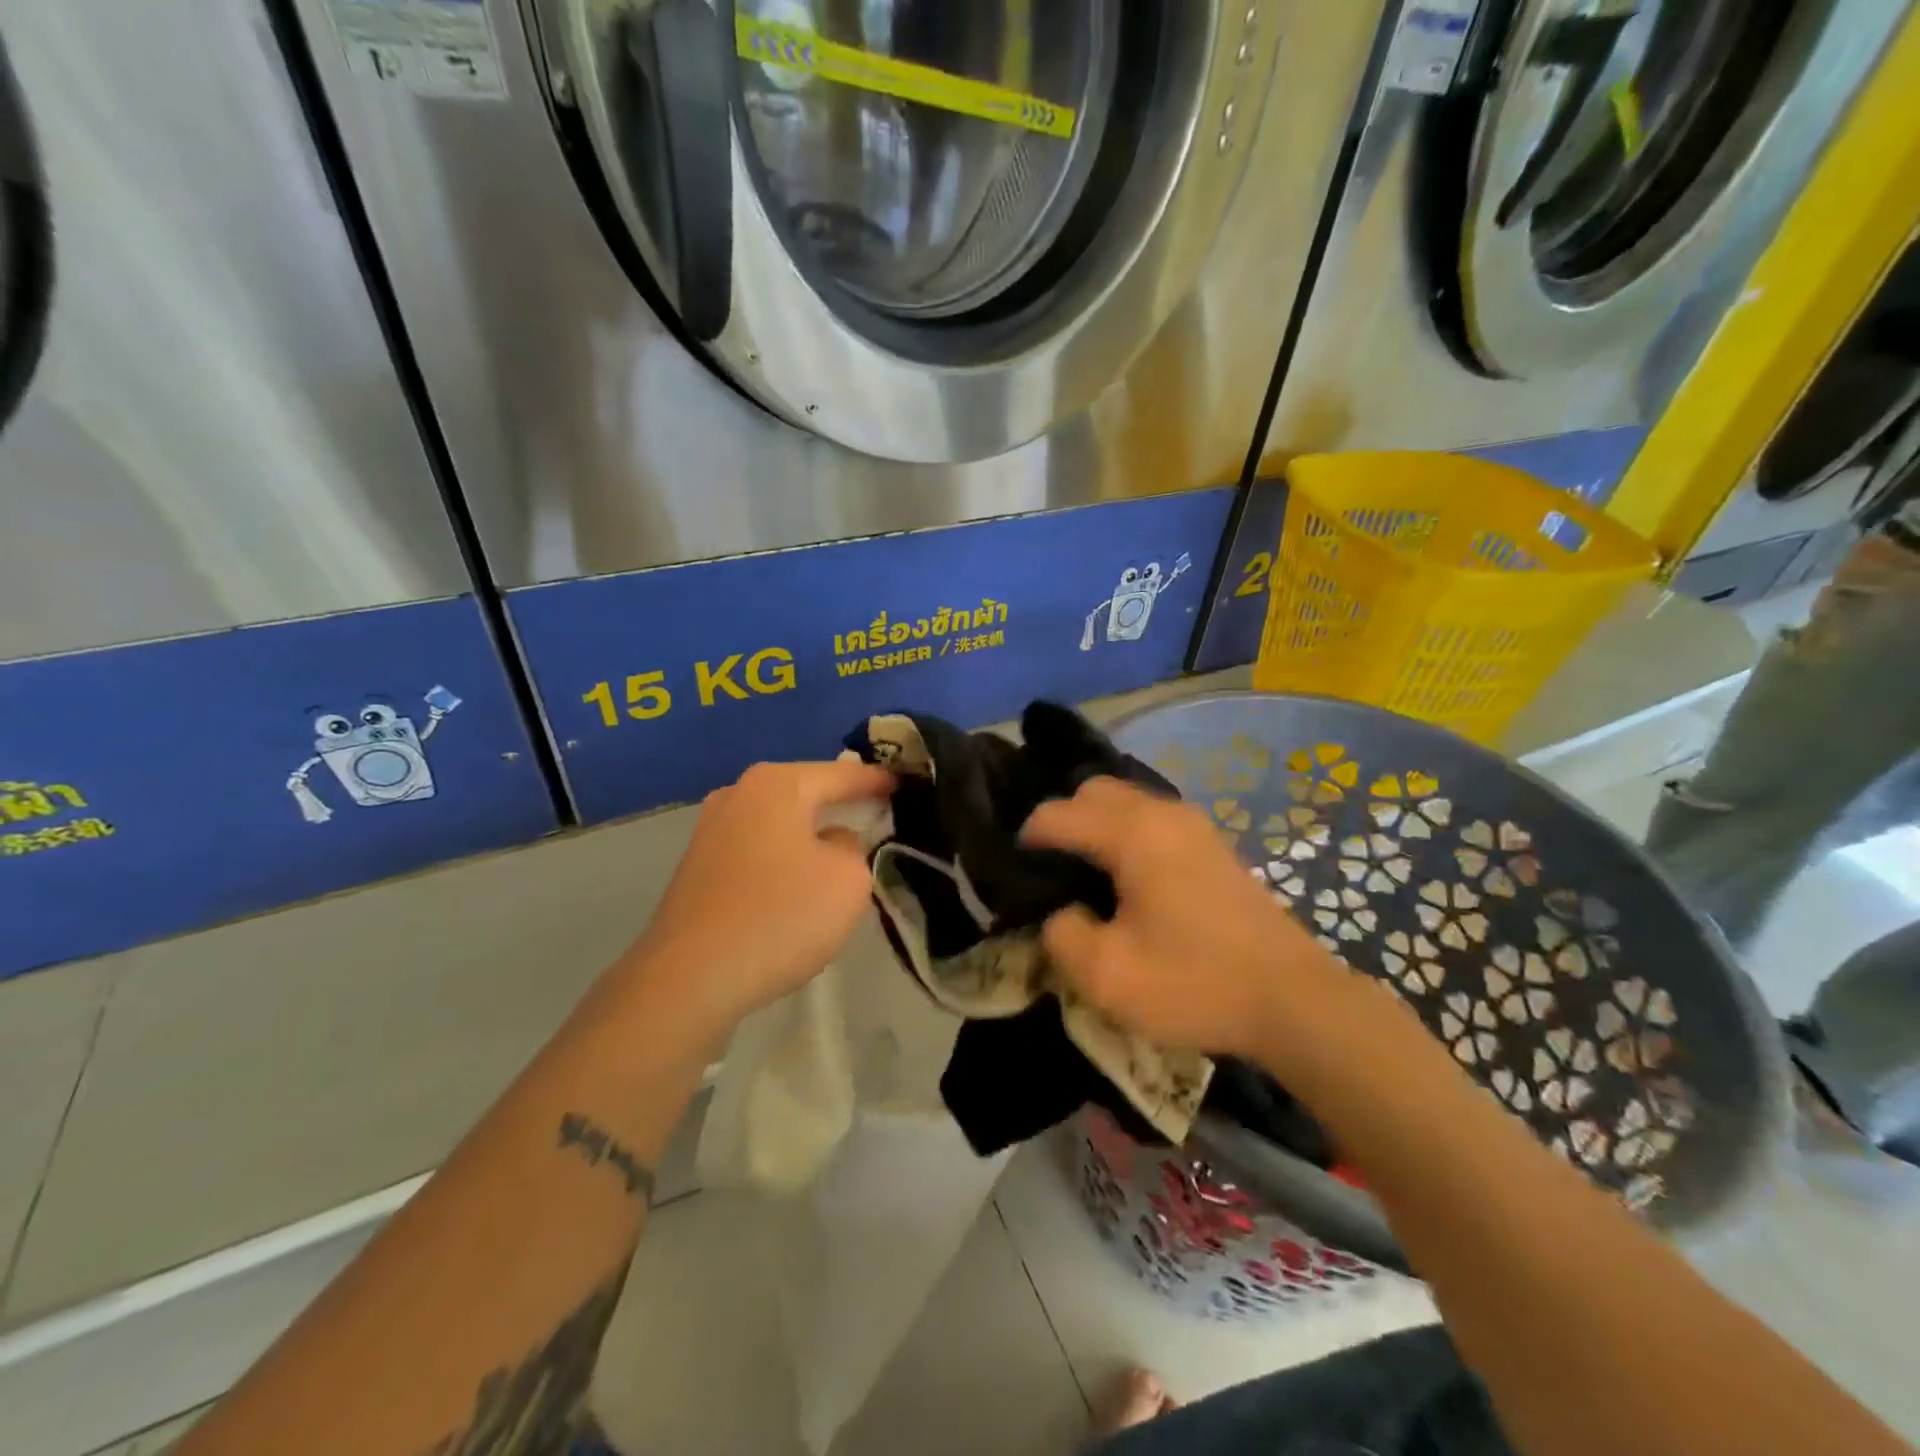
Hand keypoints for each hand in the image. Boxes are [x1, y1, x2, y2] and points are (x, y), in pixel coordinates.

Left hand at [623, 759, 892, 1030]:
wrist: (690, 978)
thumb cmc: (780, 916)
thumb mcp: (848, 879)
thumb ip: (854, 846)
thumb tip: (832, 842)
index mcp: (778, 784)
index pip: (843, 774)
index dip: (877, 781)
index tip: (905, 785)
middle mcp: (739, 793)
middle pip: (805, 791)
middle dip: (840, 802)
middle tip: (876, 812)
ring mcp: (711, 828)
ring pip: (779, 821)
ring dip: (809, 832)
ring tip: (840, 847)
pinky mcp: (697, 865)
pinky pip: (756, 848)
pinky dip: (782, 856)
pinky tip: (795, 882)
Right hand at [1022, 777, 1348, 1060]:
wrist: (1293, 1000)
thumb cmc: (1194, 983)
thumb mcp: (1106, 974)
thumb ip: (1061, 933)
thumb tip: (1060, 911)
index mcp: (1131, 833)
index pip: (1056, 814)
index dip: (1026, 842)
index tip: (1016, 880)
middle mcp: (1161, 812)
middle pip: (1091, 791)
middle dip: (1062, 822)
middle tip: (1053, 874)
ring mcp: (1193, 823)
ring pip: (1125, 801)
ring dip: (1096, 827)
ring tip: (1088, 878)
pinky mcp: (1212, 843)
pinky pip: (1152, 819)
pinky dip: (1127, 835)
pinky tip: (1131, 882)